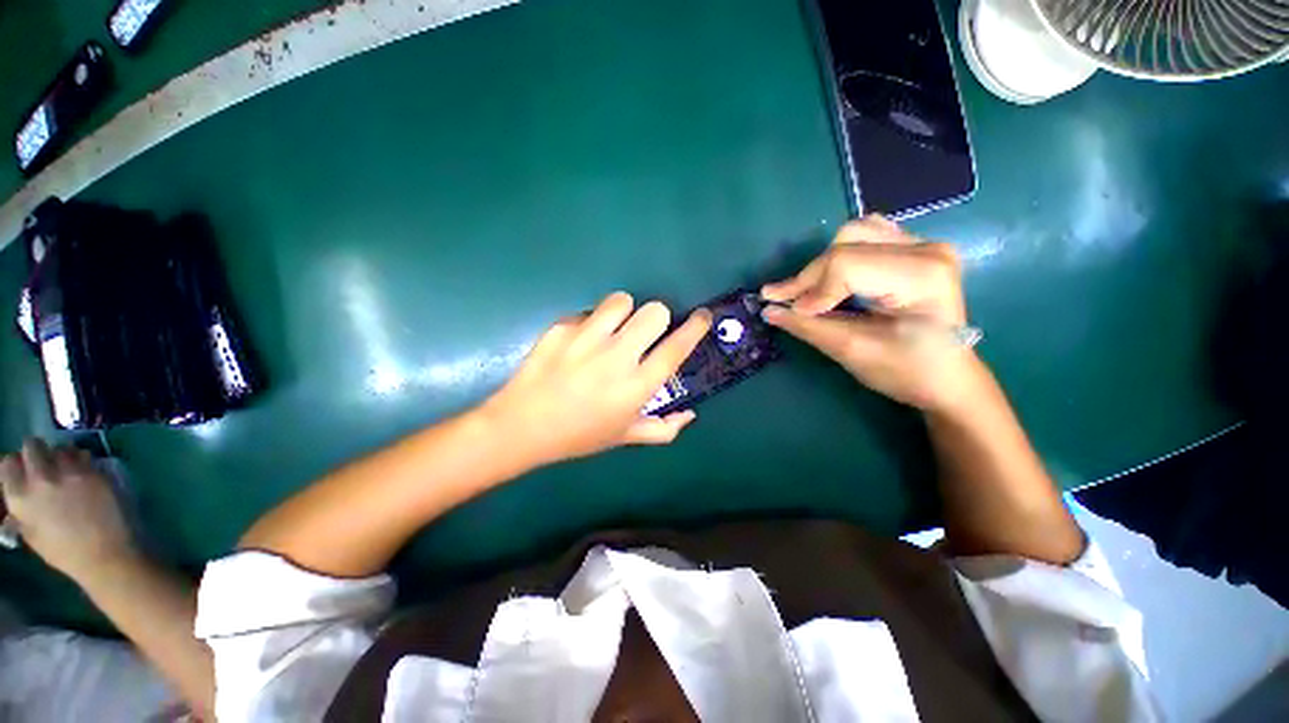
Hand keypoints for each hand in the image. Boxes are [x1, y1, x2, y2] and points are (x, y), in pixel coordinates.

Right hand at [0, 439, 136, 578]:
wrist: (107, 554)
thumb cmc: (66, 552)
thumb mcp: (32, 535)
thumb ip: (20, 513)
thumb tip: (13, 504)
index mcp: (20, 496)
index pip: (7, 463)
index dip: (16, 465)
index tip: (22, 471)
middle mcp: (42, 478)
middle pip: (33, 445)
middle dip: (37, 451)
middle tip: (44, 463)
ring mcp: (70, 472)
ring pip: (61, 447)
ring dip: (62, 454)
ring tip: (67, 469)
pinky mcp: (95, 471)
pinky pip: (85, 455)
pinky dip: (83, 460)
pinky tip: (86, 474)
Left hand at [481, 292, 711, 466]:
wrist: (522, 427)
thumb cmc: (579, 436)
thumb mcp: (625, 437)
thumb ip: (663, 428)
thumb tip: (689, 415)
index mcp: (636, 386)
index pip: (676, 347)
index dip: (695, 327)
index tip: (702, 316)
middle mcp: (616, 357)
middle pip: (654, 312)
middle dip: (657, 317)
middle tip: (644, 332)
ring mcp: (587, 339)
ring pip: (622, 300)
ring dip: (624, 312)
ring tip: (612, 329)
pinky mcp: (561, 328)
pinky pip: (588, 312)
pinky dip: (591, 323)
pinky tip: (579, 342)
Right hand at [761, 215, 987, 413]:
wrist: (947, 378)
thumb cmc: (906, 372)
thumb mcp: (853, 351)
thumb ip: (808, 326)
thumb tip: (769, 310)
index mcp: (921, 275)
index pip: (846, 265)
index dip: (811, 289)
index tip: (788, 312)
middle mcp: (926, 248)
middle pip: (845, 246)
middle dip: (810, 277)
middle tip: (783, 301)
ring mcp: (923, 244)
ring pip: (853, 234)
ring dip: (823, 264)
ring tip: (808, 292)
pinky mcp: (915, 248)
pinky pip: (868, 235)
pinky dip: (842, 253)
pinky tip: (833, 276)